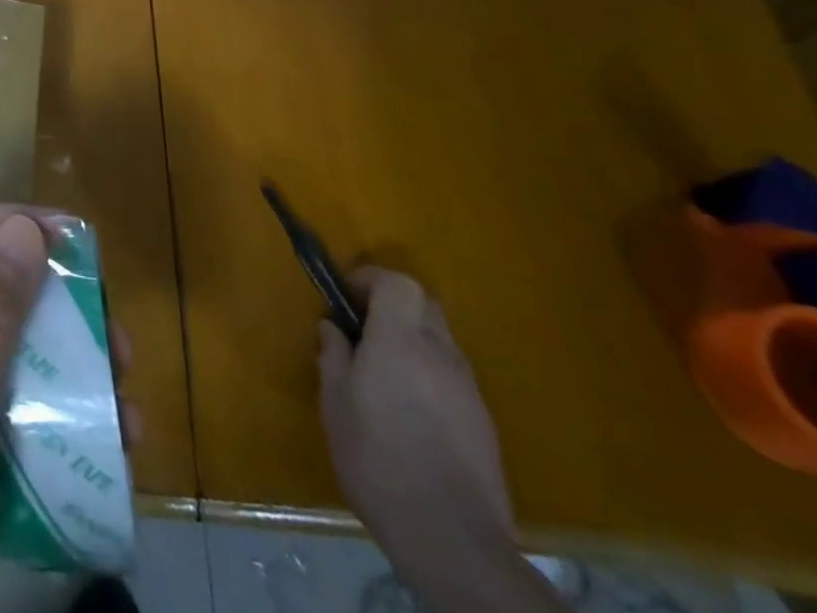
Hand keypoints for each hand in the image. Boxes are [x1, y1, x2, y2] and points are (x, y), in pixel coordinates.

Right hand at [317, 268, 513, 561]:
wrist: (451, 539)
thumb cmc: (376, 458)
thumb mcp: (335, 402)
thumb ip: (334, 356)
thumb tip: (333, 328)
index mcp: (401, 342)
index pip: (398, 283)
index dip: (371, 278)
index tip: (346, 295)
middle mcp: (441, 356)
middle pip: (425, 305)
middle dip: (393, 304)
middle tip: (362, 326)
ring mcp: (469, 391)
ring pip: (441, 341)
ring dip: (411, 339)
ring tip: (382, 370)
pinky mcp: (483, 424)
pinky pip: (452, 376)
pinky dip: (429, 373)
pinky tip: (409, 408)